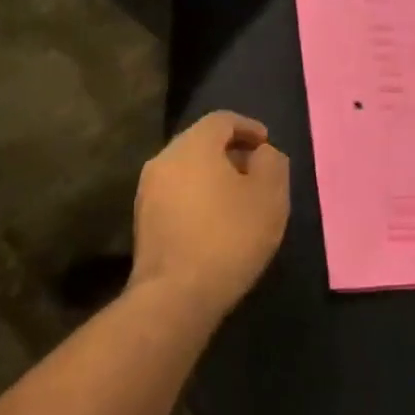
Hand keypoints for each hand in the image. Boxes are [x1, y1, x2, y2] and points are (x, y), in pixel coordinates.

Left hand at [132, 111, 289, 317]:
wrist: (176, 294)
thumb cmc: (229, 237)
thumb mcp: (269, 197)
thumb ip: (272, 163)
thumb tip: (262, 154)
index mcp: (193, 145)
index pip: (222, 120)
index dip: (248, 127)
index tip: (267, 144)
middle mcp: (164, 158)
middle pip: (200, 142)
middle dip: (230, 151)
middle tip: (255, 171)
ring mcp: (148, 190)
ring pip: (186, 168)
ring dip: (212, 176)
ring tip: (237, 198)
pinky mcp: (143, 219)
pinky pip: (176, 193)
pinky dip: (197, 196)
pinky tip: (214, 221)